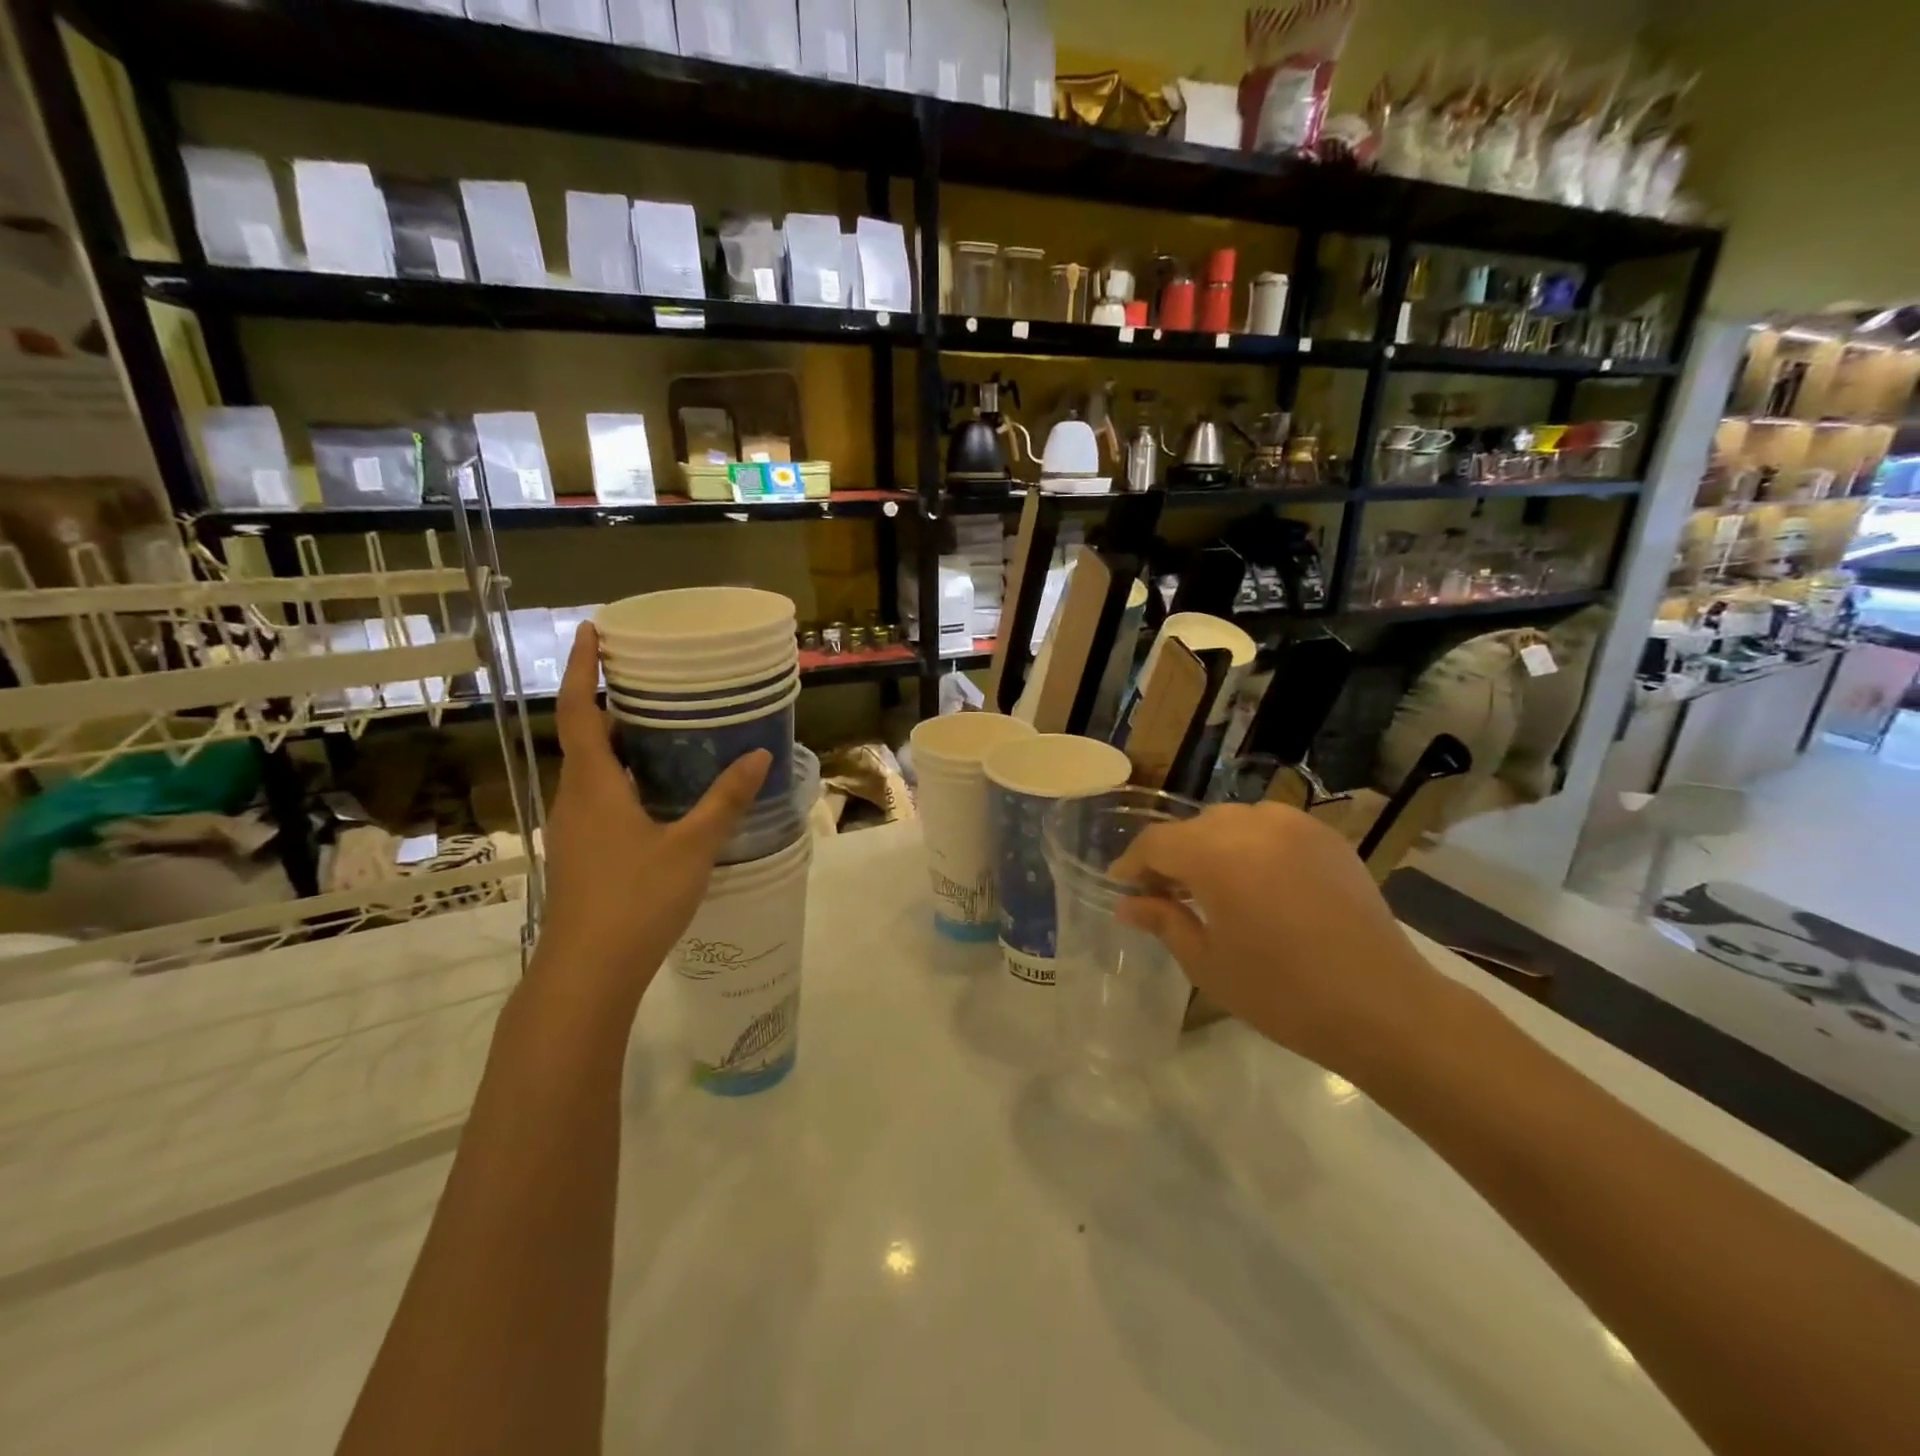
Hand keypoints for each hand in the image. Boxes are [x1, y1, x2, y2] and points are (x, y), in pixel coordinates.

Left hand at [531, 623, 768, 1010]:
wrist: (587, 973)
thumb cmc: (636, 900)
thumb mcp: (692, 846)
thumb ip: (725, 800)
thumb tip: (759, 755)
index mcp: (594, 785)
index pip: (581, 711)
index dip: (585, 669)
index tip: (594, 632)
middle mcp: (575, 799)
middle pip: (586, 738)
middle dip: (612, 706)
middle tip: (653, 685)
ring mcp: (574, 829)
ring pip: (593, 772)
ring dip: (619, 746)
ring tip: (663, 733)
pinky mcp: (582, 853)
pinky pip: (599, 798)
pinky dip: (624, 779)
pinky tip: (660, 796)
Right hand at [1111, 802, 1452, 1079]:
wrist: (1385, 1007)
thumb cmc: (1283, 994)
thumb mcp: (1208, 963)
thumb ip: (1163, 920)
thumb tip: (1127, 904)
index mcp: (1216, 854)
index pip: (1156, 842)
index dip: (1132, 864)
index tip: (1121, 887)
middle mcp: (1253, 824)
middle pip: (1193, 829)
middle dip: (1172, 857)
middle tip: (1164, 895)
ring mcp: (1295, 825)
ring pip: (1231, 823)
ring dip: (1211, 848)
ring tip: (1211, 888)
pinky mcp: (1326, 837)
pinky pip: (1270, 828)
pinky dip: (1250, 846)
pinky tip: (1256, 882)